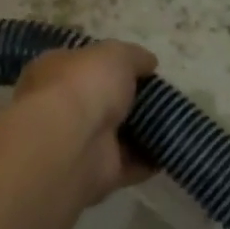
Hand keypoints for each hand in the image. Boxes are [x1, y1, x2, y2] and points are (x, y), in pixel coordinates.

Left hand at [13, 41, 158, 202]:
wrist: (71, 143)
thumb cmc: (84, 85)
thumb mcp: (115, 54)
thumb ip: (133, 56)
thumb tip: (148, 63)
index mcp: (54, 72)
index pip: (83, 64)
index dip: (110, 64)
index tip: (141, 67)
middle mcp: (62, 108)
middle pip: (101, 101)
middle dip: (129, 100)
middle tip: (163, 95)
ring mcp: (79, 143)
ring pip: (117, 134)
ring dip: (143, 130)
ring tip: (175, 120)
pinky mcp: (98, 174)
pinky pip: (131, 164)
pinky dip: (150, 159)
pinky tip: (172, 148)